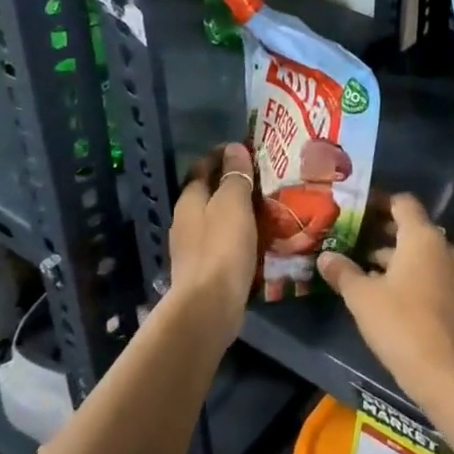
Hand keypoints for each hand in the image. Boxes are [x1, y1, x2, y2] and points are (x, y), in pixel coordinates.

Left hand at [168, 142, 257, 330]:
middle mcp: (186, 220)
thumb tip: (234, 148)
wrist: (209, 305)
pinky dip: (239, 232)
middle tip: (264, 177)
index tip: (248, 149)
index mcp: (189, 199)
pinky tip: (258, 236)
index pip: (203, 166)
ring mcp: (193, 246)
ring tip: (267, 205)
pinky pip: (223, 240)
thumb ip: (235, 175)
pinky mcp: (205, 268)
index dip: (223, 155)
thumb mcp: (233, 203)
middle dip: (232, 182)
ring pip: (217, 217)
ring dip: (237, 209)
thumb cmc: (221, 247)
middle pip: (209, 192)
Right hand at [317, 194, 453, 402]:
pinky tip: (381, 290)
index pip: (402, 202)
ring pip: (418, 252)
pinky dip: (405, 272)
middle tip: (350, 236)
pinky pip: (427, 271)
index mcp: (422, 236)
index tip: (355, 209)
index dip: (378, 202)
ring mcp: (452, 271)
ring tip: (358, 265)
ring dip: (392, 255)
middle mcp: (442, 246)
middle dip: (381, 231)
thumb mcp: (362, 297)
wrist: (445, 371)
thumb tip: (324, 256)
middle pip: (411, 226)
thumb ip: (343, 272)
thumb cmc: (401, 323)